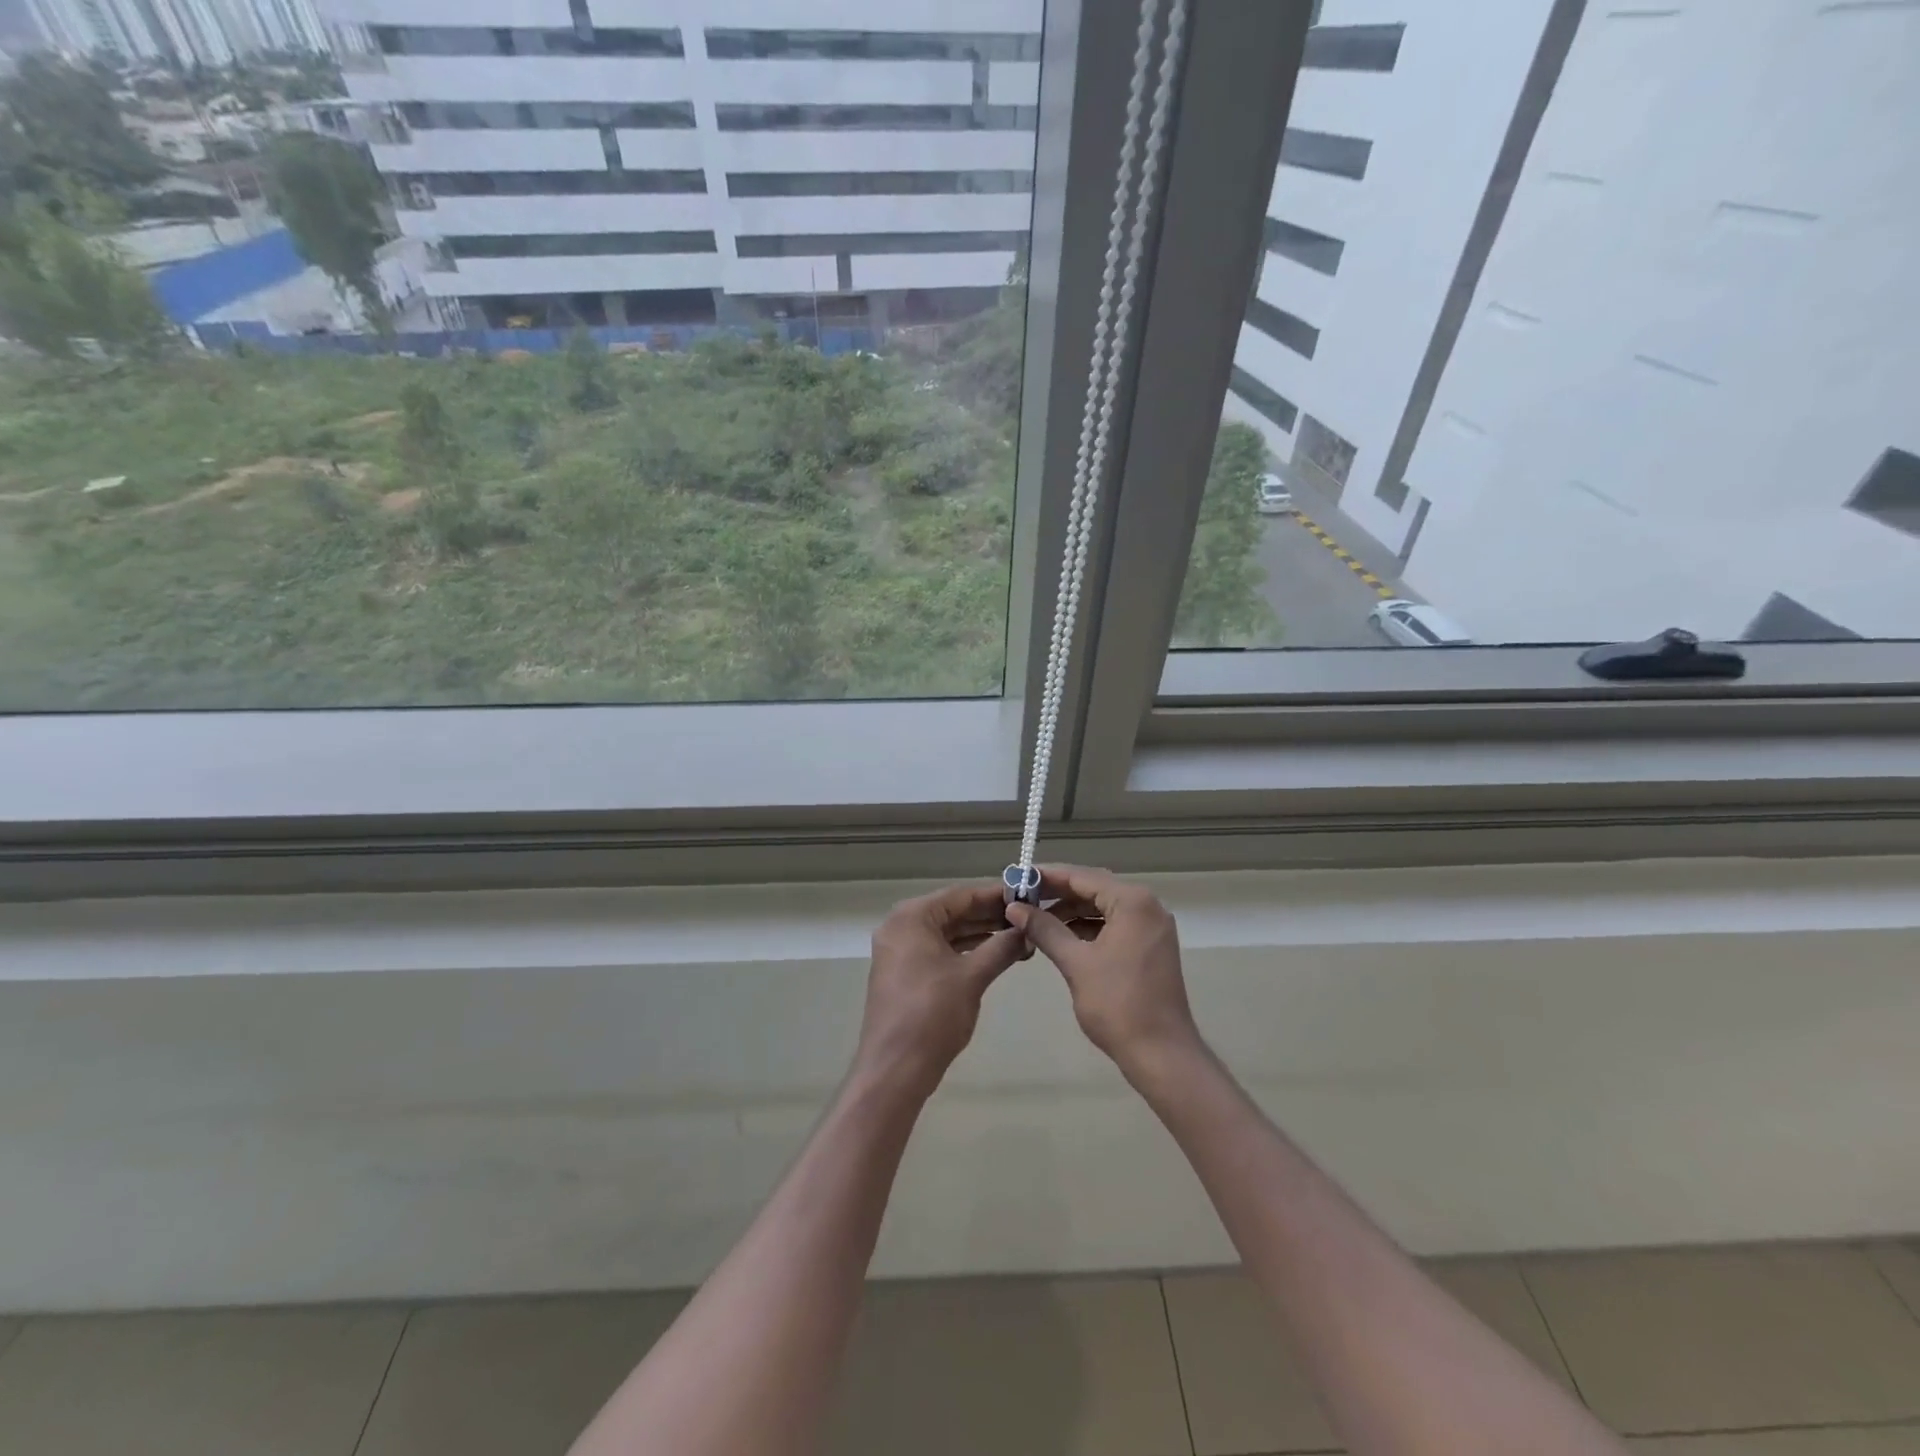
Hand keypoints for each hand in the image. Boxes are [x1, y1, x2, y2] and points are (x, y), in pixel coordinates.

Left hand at [856, 883, 1029, 1098]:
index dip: (995, 895)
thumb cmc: (932, 1014)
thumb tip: (1027, 930)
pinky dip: (965, 951)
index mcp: (912, 917)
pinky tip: (995, 954)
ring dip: (980, 934)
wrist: (895, 1068)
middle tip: (1028, 917)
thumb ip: (1001, 947)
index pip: (960, 895)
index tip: (1027, 894)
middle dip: (989, 915)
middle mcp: (901, 926)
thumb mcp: (973, 977)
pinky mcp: (904, 973)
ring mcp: (900, 951)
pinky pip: (938, 950)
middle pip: (952, 911)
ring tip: (1018, 936)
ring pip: (946, 932)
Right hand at [1006, 866, 1202, 1076]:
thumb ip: (1045, 929)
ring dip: (1072, 911)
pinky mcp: (1151, 946)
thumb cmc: (1118, 1005)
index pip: (1083, 876)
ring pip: (1104, 907)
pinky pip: (1115, 925)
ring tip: (1036, 919)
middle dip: (1059, 893)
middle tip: (1023, 898)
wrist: (1161, 1054)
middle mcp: (1148, 906)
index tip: (1019, 876)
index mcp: (1133, 902)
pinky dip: (1089, 927)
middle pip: (1095, 888)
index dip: (1049, 876)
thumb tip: (1015, 908)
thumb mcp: (1076, 963)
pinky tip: (1062, 936)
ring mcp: (1152, 927)